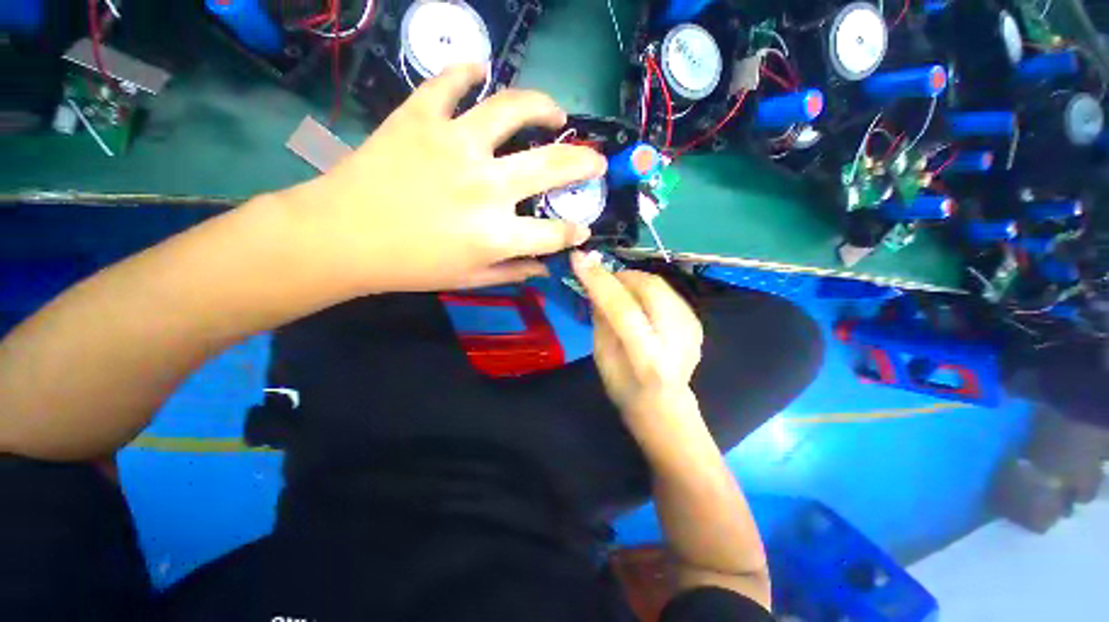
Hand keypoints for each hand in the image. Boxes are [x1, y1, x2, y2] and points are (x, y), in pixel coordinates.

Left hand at [281, 63, 607, 293]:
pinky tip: (480, 71)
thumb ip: (512, 273)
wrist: (343, 237)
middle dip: (585, 163)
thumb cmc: (411, 266)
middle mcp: (486, 187)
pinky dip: (466, 71)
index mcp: (496, 234)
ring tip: (555, 113)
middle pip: (552, 165)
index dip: (575, 232)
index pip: (554, 233)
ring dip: (543, 106)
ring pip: (512, 108)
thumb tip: (545, 268)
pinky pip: (449, 82)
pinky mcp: (420, 117)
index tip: (582, 228)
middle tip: (596, 159)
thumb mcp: (468, 280)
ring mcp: (454, 145)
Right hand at [571, 252, 703, 419]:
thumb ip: (600, 318)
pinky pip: (668, 291)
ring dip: (634, 280)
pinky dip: (647, 289)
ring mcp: (692, 329)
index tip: (579, 258)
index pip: (623, 309)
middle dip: (621, 275)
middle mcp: (677, 340)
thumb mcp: (602, 357)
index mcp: (648, 358)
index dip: (600, 281)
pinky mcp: (697, 323)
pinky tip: (639, 302)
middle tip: (603, 280)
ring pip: (660, 284)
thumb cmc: (624, 387)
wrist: (664, 405)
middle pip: (650, 288)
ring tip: (619, 291)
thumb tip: (596, 284)